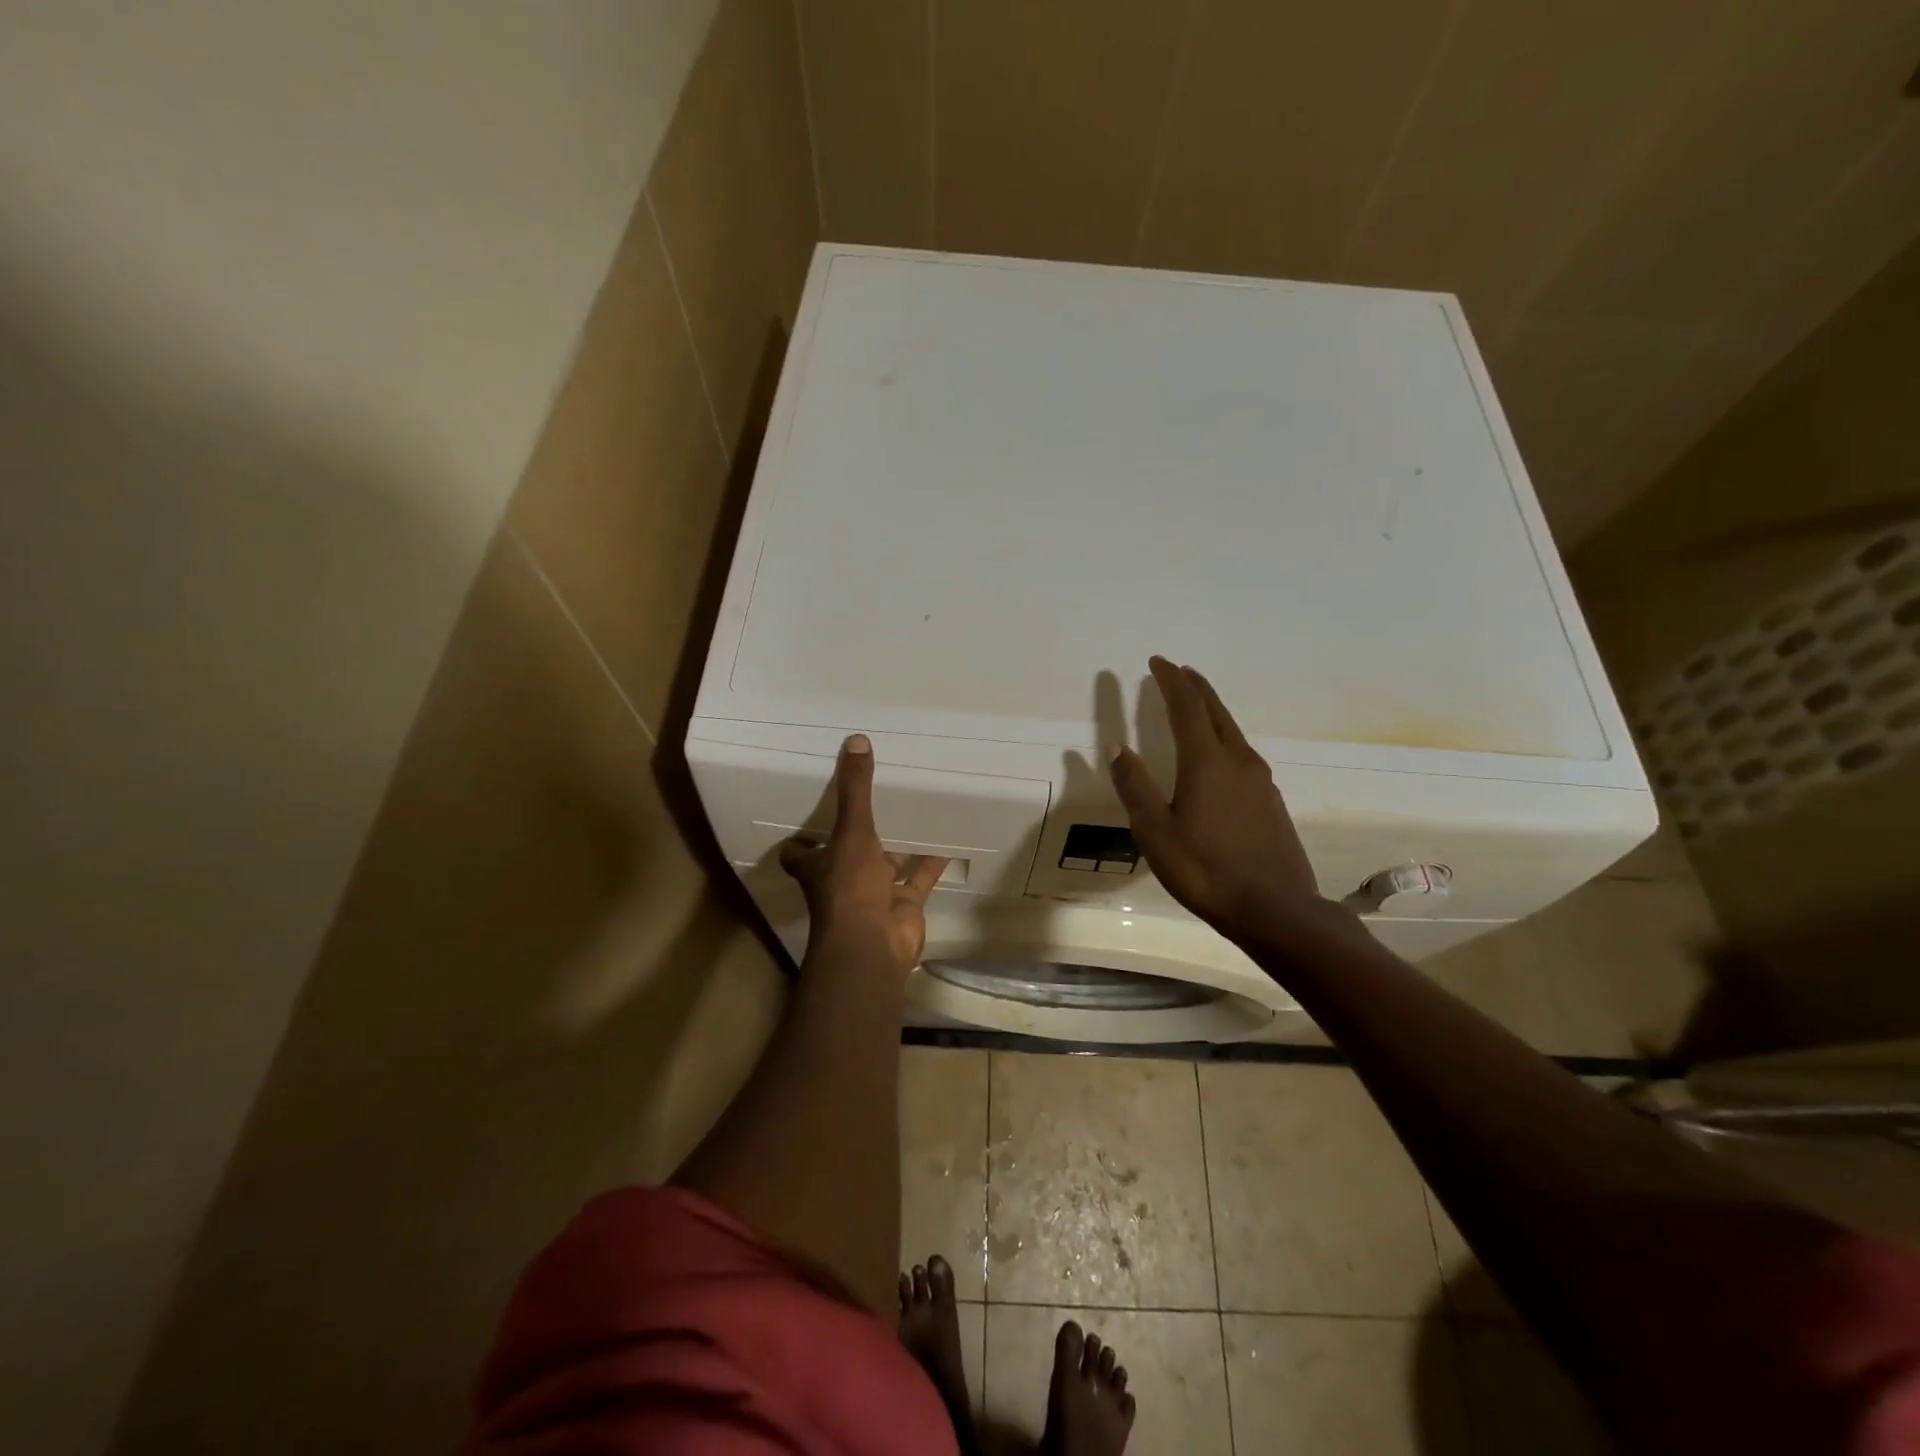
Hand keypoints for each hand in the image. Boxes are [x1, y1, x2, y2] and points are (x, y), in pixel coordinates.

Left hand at [780, 735, 948, 973]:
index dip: (803, 837)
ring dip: (897, 847)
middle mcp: (842, 879)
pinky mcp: (902, 905)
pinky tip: (946, 840)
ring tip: (912, 813)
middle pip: (846, 855)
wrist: (874, 945)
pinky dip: (931, 863)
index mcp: (819, 865)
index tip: (811, 812)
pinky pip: (919, 880)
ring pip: (885, 866)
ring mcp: (873, 895)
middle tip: (873, 801)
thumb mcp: (852, 831)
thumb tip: (855, 740)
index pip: (800, 851)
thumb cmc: (851, 888)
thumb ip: (855, 790)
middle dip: (857, 835)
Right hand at [1108, 657, 1322, 942]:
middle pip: (1215, 710)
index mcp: (1207, 762)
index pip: (1186, 707)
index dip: (1170, 681)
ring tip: (1194, 704)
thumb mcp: (1155, 832)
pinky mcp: (1270, 800)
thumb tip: (1116, 746)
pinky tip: (1217, 753)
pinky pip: (1241, 752)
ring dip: (1210, 710)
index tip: (1157, 662)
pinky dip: (1222, 736)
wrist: (1276, 910)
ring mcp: (1259, 780)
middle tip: (1177, 671)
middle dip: (1194, 687)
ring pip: (1231, 730)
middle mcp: (1237, 761)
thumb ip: (1134, 787)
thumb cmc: (1206, 870)